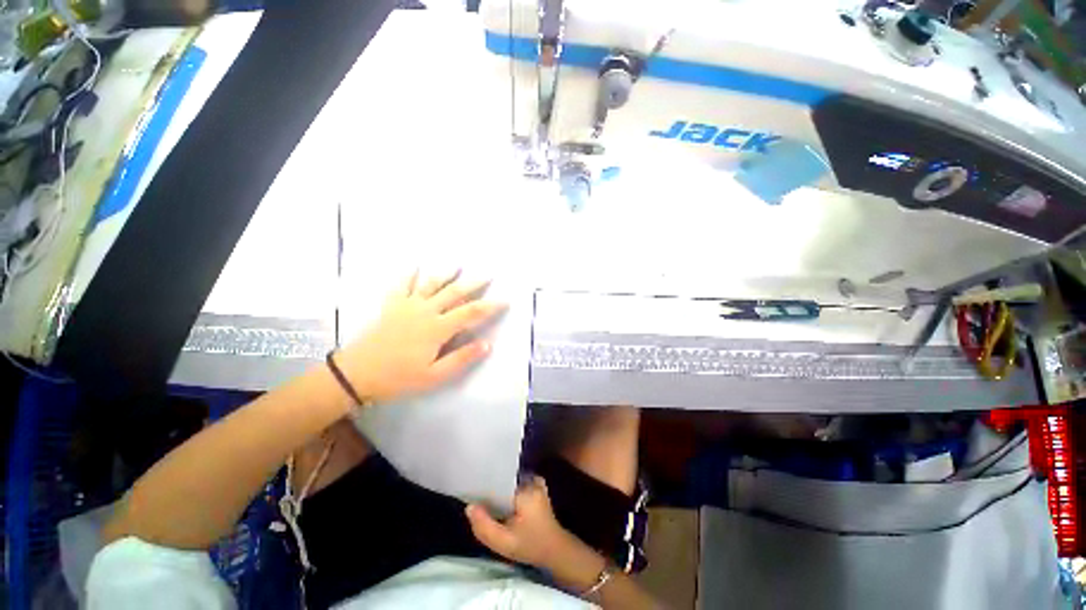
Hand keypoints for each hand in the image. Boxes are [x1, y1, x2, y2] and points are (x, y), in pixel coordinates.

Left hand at [337, 270, 505, 404]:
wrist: (356, 373)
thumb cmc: (399, 377)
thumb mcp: (434, 375)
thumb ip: (462, 358)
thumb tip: (487, 344)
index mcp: (438, 328)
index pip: (471, 313)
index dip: (490, 306)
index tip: (505, 300)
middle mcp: (426, 311)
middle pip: (454, 293)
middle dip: (473, 284)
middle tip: (488, 275)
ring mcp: (407, 306)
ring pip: (431, 284)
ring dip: (445, 274)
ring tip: (457, 265)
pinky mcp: (392, 306)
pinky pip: (402, 285)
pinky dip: (408, 274)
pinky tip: (413, 266)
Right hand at [465, 477, 572, 568]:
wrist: (554, 550)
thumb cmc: (530, 545)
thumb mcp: (504, 543)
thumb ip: (484, 527)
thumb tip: (469, 507)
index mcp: (525, 488)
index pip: (501, 477)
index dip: (486, 482)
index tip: (473, 488)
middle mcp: (531, 479)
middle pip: (505, 477)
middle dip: (492, 485)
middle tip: (476, 494)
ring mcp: (536, 482)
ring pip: (510, 480)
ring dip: (500, 488)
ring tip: (485, 496)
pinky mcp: (537, 487)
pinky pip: (517, 482)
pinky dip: (508, 489)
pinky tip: (500, 499)